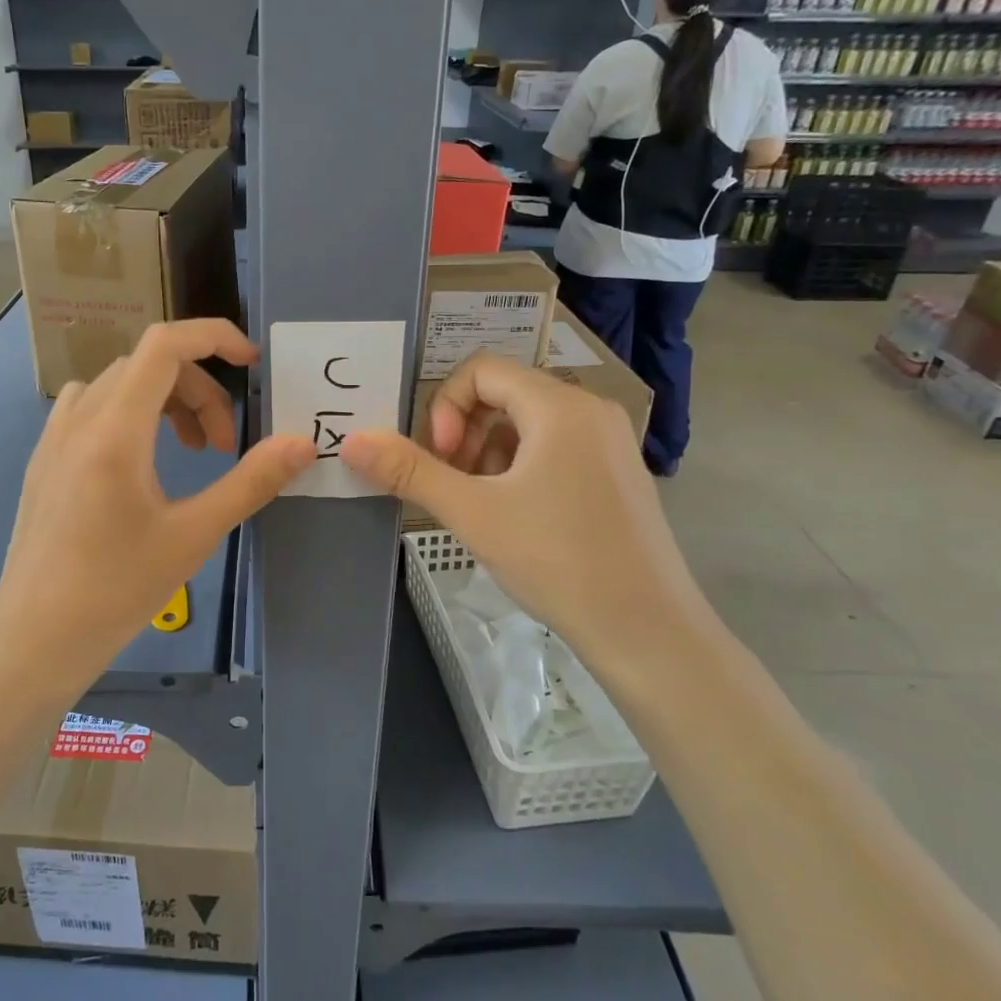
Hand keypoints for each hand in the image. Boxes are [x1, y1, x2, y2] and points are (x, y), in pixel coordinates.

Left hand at [0, 320, 315, 695]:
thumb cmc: (117, 589)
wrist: (35, 638)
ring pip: (119, 384)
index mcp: (115, 429)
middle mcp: (79, 418)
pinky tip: (140, 461)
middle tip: (223, 447)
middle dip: (199, 391)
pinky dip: (130, 412)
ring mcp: (54, 437)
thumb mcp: (194, 535)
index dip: (214, 338)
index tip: (251, 363)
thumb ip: (251, 481)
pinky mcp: (44, 460)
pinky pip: (91, 406)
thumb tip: (303, 444)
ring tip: (189, 451)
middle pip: (148, 365)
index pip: (165, 345)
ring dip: (165, 400)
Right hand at [339, 353, 709, 679]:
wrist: (647, 630)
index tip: (440, 459)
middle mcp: (590, 410)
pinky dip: (521, 468)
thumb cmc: (556, 560)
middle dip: (464, 433)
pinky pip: (556, 448)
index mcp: (559, 406)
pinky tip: (516, 518)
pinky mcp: (618, 474)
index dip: (445, 407)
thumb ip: (409, 471)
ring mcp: (610, 442)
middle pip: (505, 394)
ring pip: (529, 424)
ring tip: (481, 506)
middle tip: (451, 483)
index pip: (481, 370)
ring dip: (489, 453)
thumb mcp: (472, 513)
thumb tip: (352, 441)